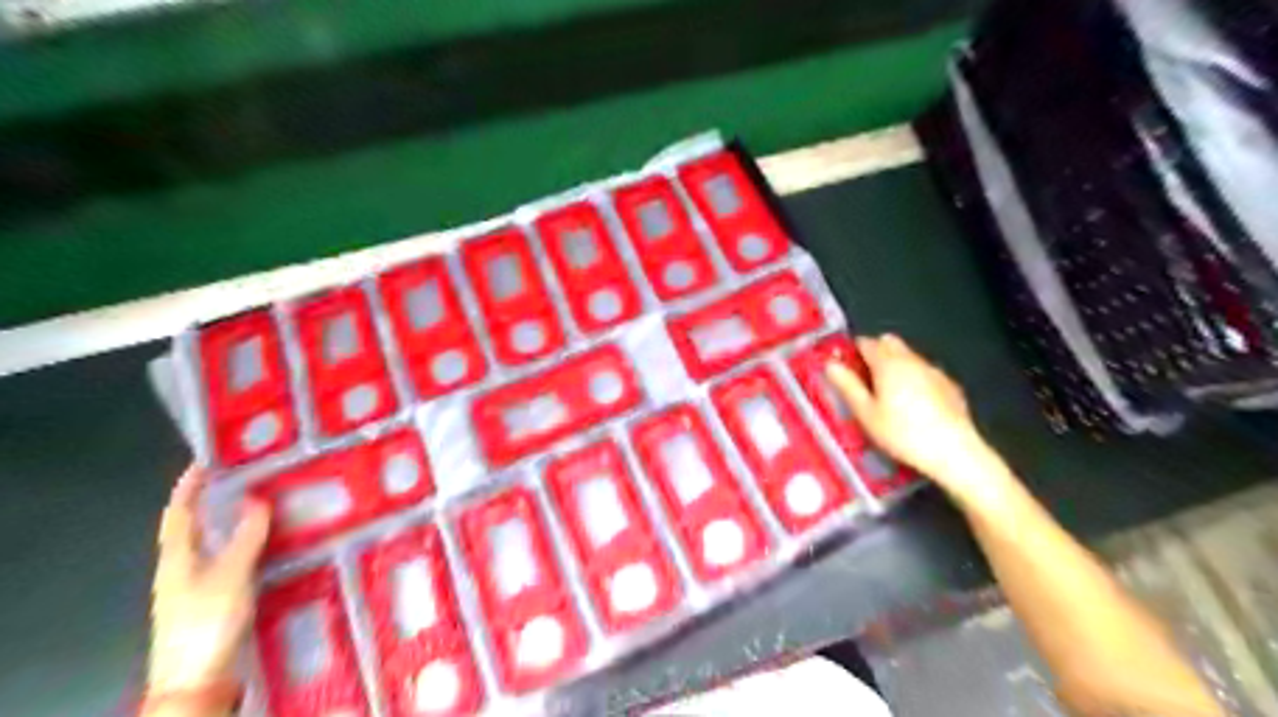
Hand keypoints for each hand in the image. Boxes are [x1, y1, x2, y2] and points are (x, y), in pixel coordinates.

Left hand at [144, 464, 270, 705]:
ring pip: (213, 544)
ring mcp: (196, 586)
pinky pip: (228, 560)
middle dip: (213, 501)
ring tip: (264, 503)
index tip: (206, 460)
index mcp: (176, 557)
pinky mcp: (214, 600)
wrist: (197, 676)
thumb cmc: (208, 620)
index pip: (178, 513)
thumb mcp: (230, 573)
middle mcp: (181, 567)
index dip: (188, 486)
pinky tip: (268, 544)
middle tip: (245, 478)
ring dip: (232, 522)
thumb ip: (246, 536)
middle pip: (194, 527)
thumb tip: (257, 499)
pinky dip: (244, 545)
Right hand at [825, 334, 1003, 501]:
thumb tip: (830, 365)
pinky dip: (914, 379)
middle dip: (875, 353)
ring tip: (887, 395)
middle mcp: (911, 359)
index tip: (845, 368)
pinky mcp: (950, 385)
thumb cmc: (902, 433)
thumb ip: (847, 386)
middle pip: (889, 343)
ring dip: (895, 365)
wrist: (954, 452)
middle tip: (864, 380)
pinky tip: (913, 405)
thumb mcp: (866, 414)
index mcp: (888, 363)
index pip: (865, 343)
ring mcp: (934, 370)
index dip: (852, 352)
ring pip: (908, 356)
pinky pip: (924, 372)